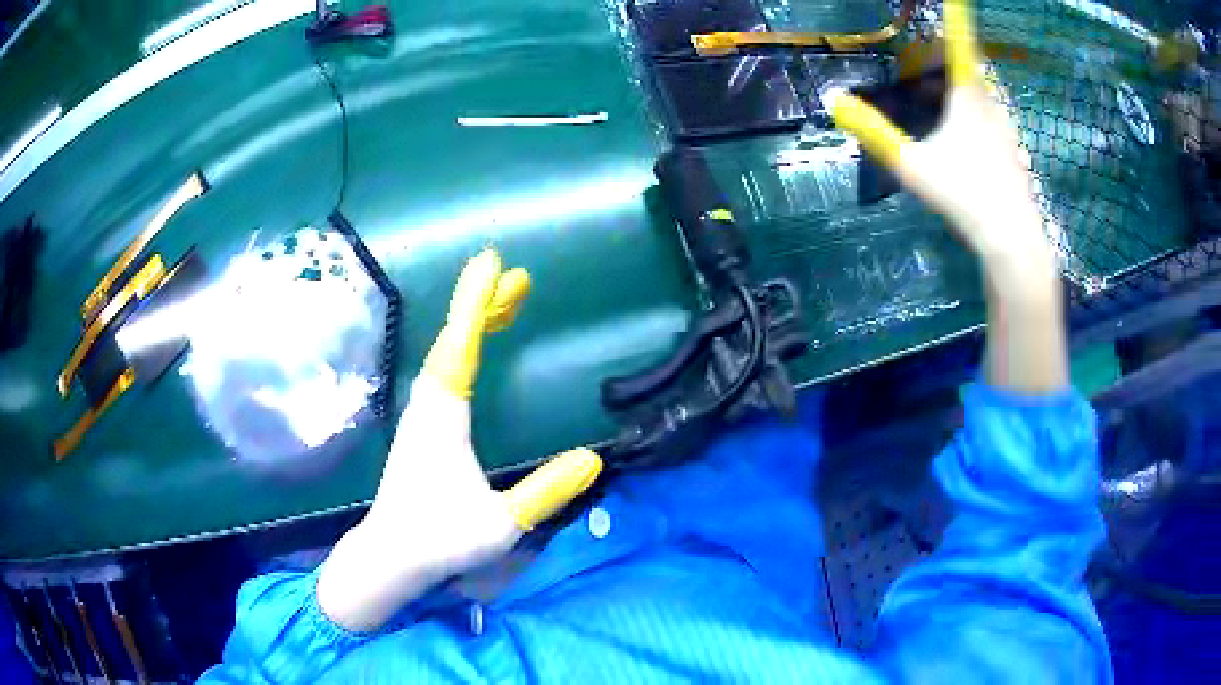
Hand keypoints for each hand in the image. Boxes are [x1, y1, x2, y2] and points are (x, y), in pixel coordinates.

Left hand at [317, 249, 602, 631]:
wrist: (390, 556)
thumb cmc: (440, 538)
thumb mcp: (503, 522)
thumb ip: (546, 491)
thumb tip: (594, 460)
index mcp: (443, 416)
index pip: (460, 346)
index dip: (476, 303)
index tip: (492, 264)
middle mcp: (429, 405)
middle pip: (454, 340)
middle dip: (483, 305)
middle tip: (518, 278)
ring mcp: (422, 415)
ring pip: (448, 354)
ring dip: (474, 324)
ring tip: (505, 304)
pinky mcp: (422, 428)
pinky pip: (445, 372)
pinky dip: (464, 350)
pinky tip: (475, 352)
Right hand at [830, 0, 1049, 267]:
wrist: (1013, 239)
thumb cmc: (965, 195)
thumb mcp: (912, 165)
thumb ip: (874, 132)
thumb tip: (834, 102)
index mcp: (968, 96)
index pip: (960, 42)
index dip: (955, 16)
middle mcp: (990, 104)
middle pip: (969, 64)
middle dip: (944, 55)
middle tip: (919, 63)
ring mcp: (1005, 128)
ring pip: (980, 90)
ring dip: (957, 83)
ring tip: (933, 96)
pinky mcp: (1011, 149)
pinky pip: (988, 113)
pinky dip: (970, 107)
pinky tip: (958, 133)